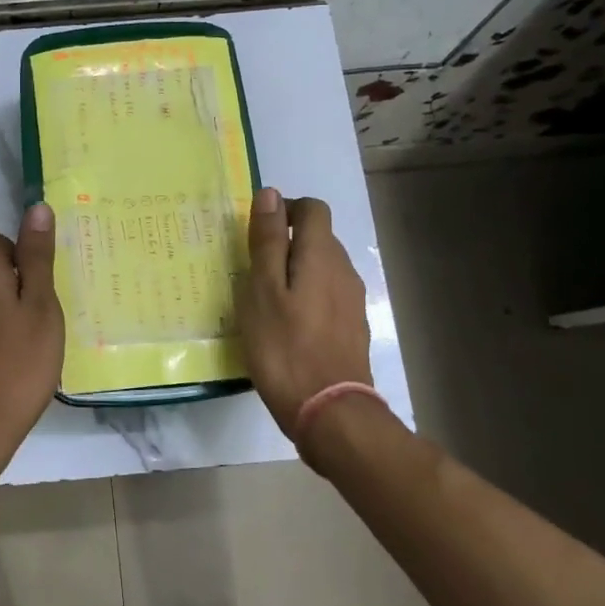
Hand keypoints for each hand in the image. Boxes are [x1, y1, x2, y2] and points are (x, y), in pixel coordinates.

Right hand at [236, 190, 373, 455]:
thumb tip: (271, 194)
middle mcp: (343, 270)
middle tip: (252, 271)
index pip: (312, 209)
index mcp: (321, 255)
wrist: (330, 411)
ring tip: (266, 301)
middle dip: (287, 243)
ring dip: (296, 272)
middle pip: (318, 238)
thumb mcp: (262, 290)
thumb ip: (267, 241)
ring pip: (322, 268)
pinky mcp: (352, 327)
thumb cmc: (285, 347)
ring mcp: (352, 301)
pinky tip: (287, 326)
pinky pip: (327, 295)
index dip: (285, 210)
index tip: (257, 234)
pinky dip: (307, 297)